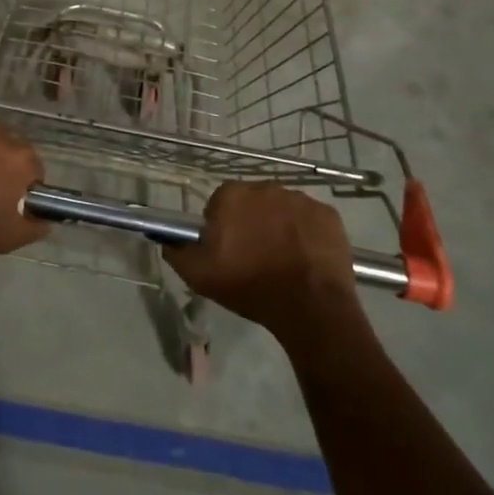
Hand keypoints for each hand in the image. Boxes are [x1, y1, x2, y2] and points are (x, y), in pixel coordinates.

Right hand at [164, 182, 362, 340]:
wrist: (310, 307)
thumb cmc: (250, 286)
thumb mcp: (199, 276)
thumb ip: (176, 251)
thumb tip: (166, 238)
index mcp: (232, 195)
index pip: (220, 204)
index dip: (222, 227)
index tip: (227, 251)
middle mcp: (265, 187)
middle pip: (252, 202)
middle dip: (252, 223)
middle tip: (255, 256)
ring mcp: (300, 199)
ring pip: (282, 209)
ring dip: (279, 226)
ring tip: (283, 260)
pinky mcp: (328, 214)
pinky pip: (311, 219)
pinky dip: (307, 233)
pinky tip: (306, 258)